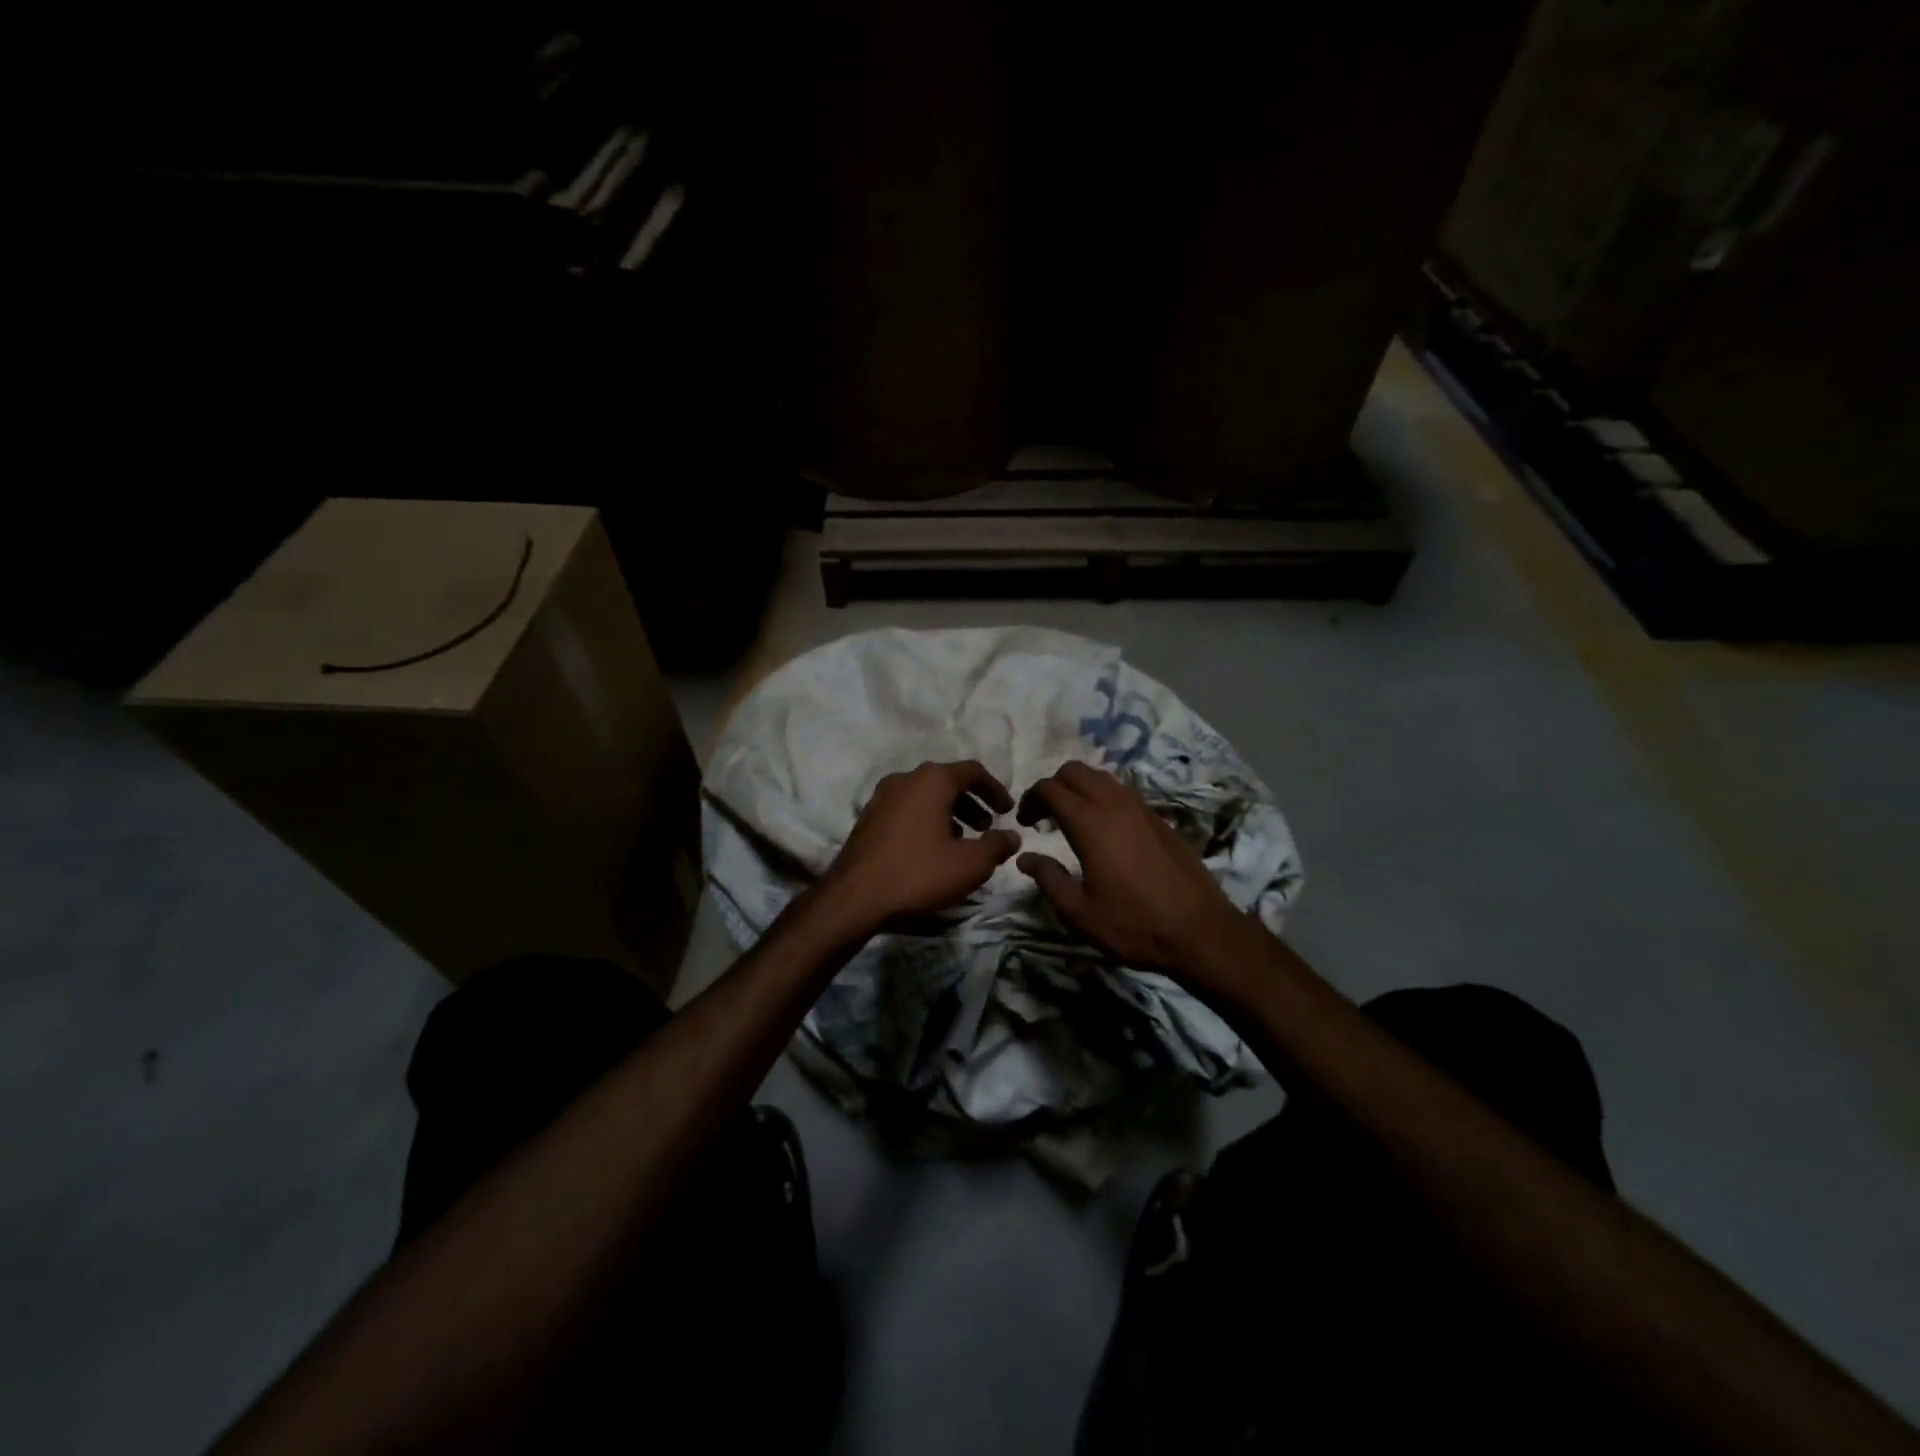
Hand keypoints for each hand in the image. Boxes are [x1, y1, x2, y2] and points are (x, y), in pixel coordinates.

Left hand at [819, 760, 1020, 931]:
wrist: (855, 897)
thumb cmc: (918, 873)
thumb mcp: (970, 864)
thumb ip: (997, 846)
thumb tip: (1012, 836)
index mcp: (932, 780)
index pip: (973, 771)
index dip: (996, 790)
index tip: (1008, 811)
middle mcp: (906, 778)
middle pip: (948, 781)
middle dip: (972, 802)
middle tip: (987, 828)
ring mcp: (882, 796)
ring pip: (926, 795)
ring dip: (950, 812)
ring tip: (963, 840)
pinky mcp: (868, 816)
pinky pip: (908, 808)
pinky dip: (927, 819)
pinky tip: (933, 848)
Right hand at [1016, 762, 1252, 998]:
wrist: (1200, 931)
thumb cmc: (1134, 924)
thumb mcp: (1080, 912)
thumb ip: (1048, 879)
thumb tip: (1025, 857)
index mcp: (1089, 822)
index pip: (1050, 788)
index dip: (1030, 799)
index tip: (1024, 822)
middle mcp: (1114, 804)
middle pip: (1075, 770)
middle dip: (1053, 785)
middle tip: (1044, 816)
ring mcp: (1141, 808)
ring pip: (1101, 776)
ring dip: (1079, 788)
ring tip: (1071, 819)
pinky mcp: (1159, 819)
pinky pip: (1122, 792)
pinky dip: (1103, 797)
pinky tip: (1103, 829)